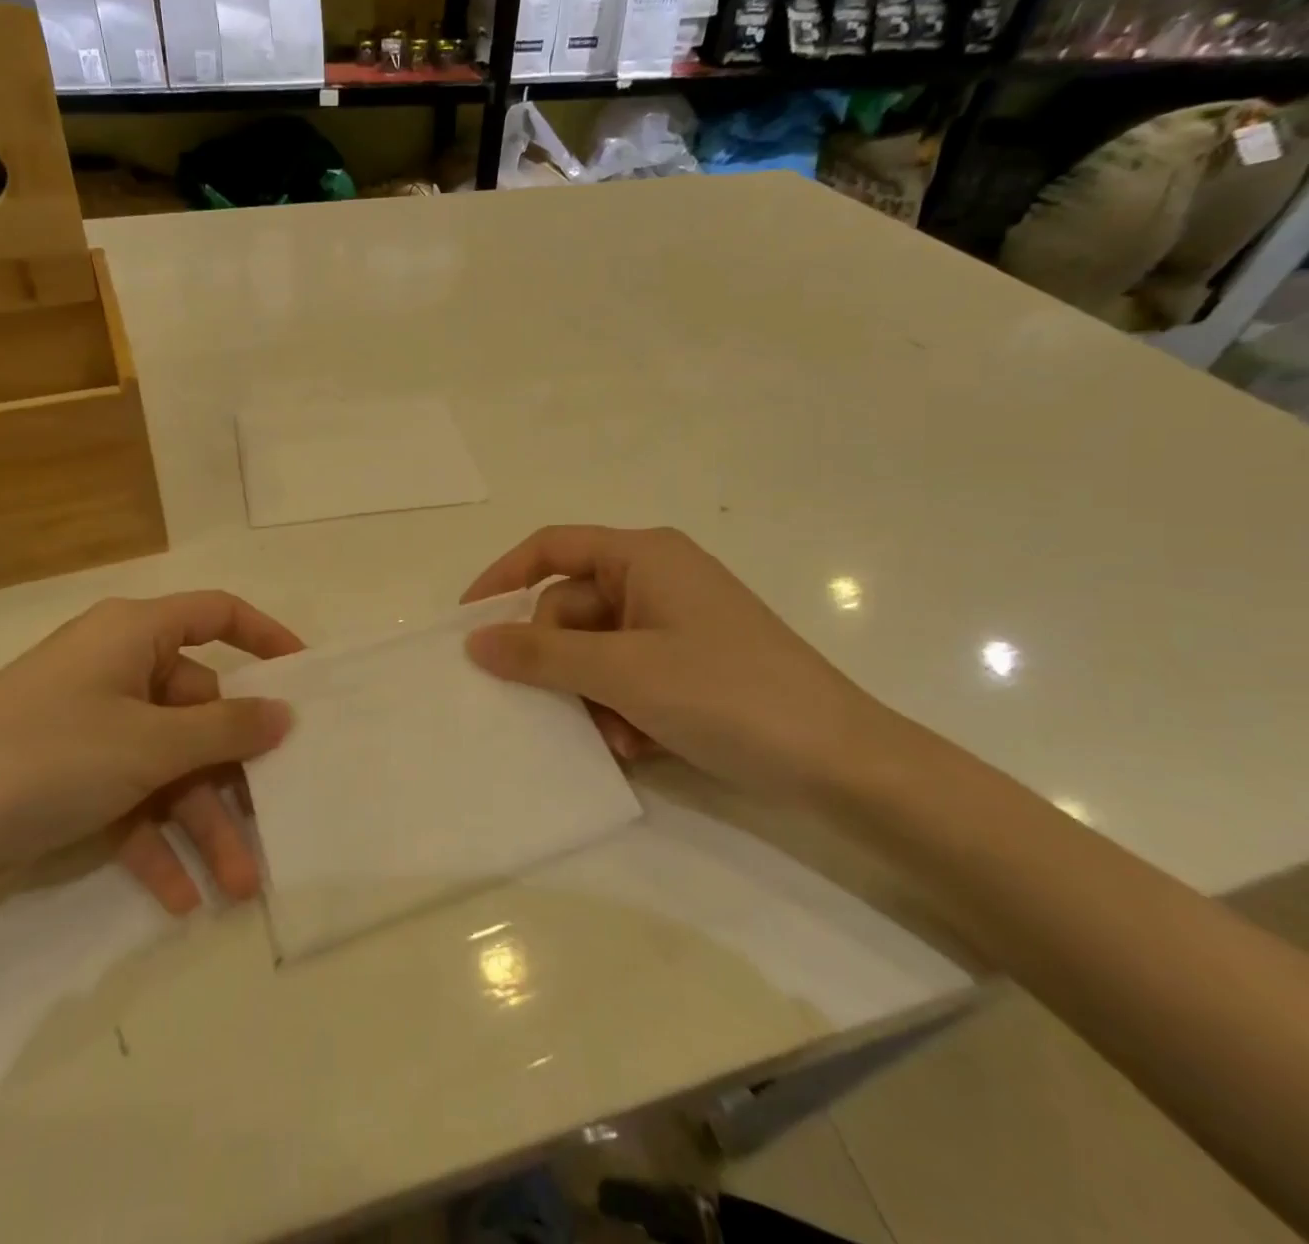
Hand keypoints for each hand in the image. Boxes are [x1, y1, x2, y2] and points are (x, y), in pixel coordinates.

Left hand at [0, 592, 299, 905]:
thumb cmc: (44, 756)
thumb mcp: (147, 745)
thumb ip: (225, 729)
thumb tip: (284, 714)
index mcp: (135, 635)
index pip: (217, 615)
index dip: (266, 638)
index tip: (306, 679)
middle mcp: (119, 670)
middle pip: (199, 710)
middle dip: (233, 775)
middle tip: (275, 824)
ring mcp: (95, 725)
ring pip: (169, 766)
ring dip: (200, 822)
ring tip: (235, 885)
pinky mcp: (72, 773)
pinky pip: (130, 799)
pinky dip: (154, 841)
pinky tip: (179, 898)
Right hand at [461, 525, 897, 803]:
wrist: (841, 761)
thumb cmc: (726, 694)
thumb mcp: (622, 672)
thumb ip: (541, 654)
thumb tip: (474, 640)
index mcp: (643, 556)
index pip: (551, 547)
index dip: (502, 578)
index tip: (467, 621)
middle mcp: (656, 578)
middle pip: (570, 607)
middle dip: (561, 663)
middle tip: (564, 709)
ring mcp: (675, 621)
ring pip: (595, 649)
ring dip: (591, 694)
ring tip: (615, 737)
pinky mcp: (689, 660)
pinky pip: (626, 672)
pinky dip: (619, 706)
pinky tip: (638, 744)